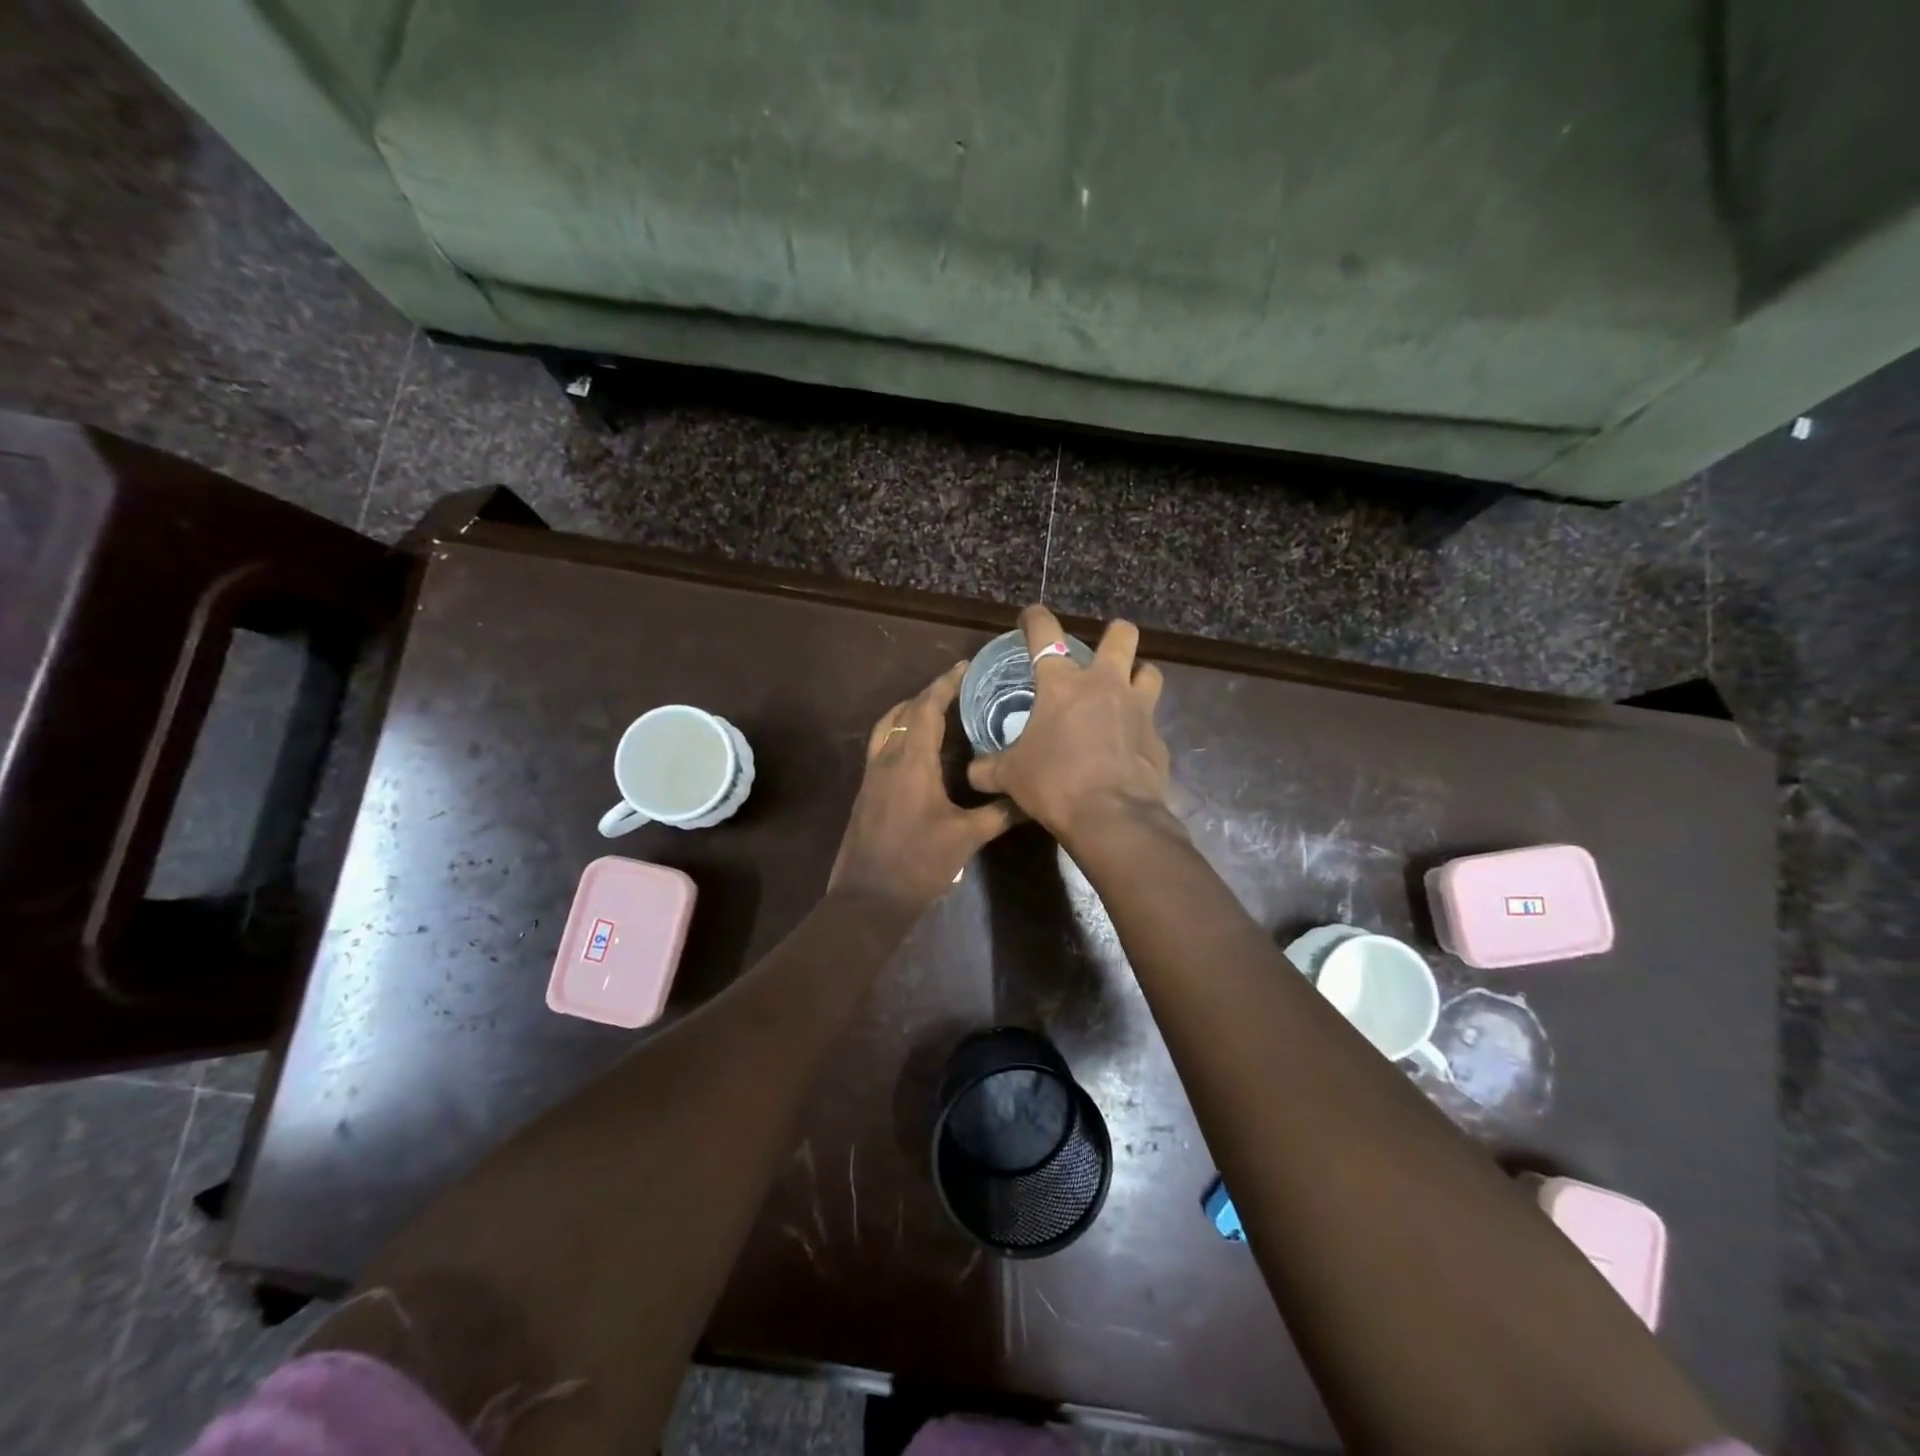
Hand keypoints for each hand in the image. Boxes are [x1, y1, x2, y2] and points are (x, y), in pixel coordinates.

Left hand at [830, 662, 1019, 911]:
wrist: (868, 899)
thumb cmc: (919, 864)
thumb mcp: (967, 837)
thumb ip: (1000, 812)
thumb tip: (1031, 796)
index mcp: (911, 761)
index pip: (926, 708)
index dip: (945, 684)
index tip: (965, 667)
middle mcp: (887, 759)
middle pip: (905, 712)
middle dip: (930, 694)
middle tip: (959, 688)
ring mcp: (872, 775)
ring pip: (888, 727)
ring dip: (909, 711)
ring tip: (937, 710)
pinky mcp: (867, 792)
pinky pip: (882, 746)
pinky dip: (900, 733)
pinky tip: (920, 750)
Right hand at [967, 605, 1172, 844]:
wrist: (1112, 816)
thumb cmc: (1054, 783)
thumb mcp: (1010, 776)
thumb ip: (988, 768)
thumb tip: (973, 772)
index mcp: (1062, 684)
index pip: (1045, 633)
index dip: (1035, 618)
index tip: (1031, 616)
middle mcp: (1105, 685)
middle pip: (1121, 635)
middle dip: (1114, 634)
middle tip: (1101, 650)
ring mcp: (1139, 709)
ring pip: (1150, 671)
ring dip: (1138, 675)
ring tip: (1125, 691)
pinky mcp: (1158, 739)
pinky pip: (1152, 722)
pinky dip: (1141, 727)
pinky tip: (1129, 746)